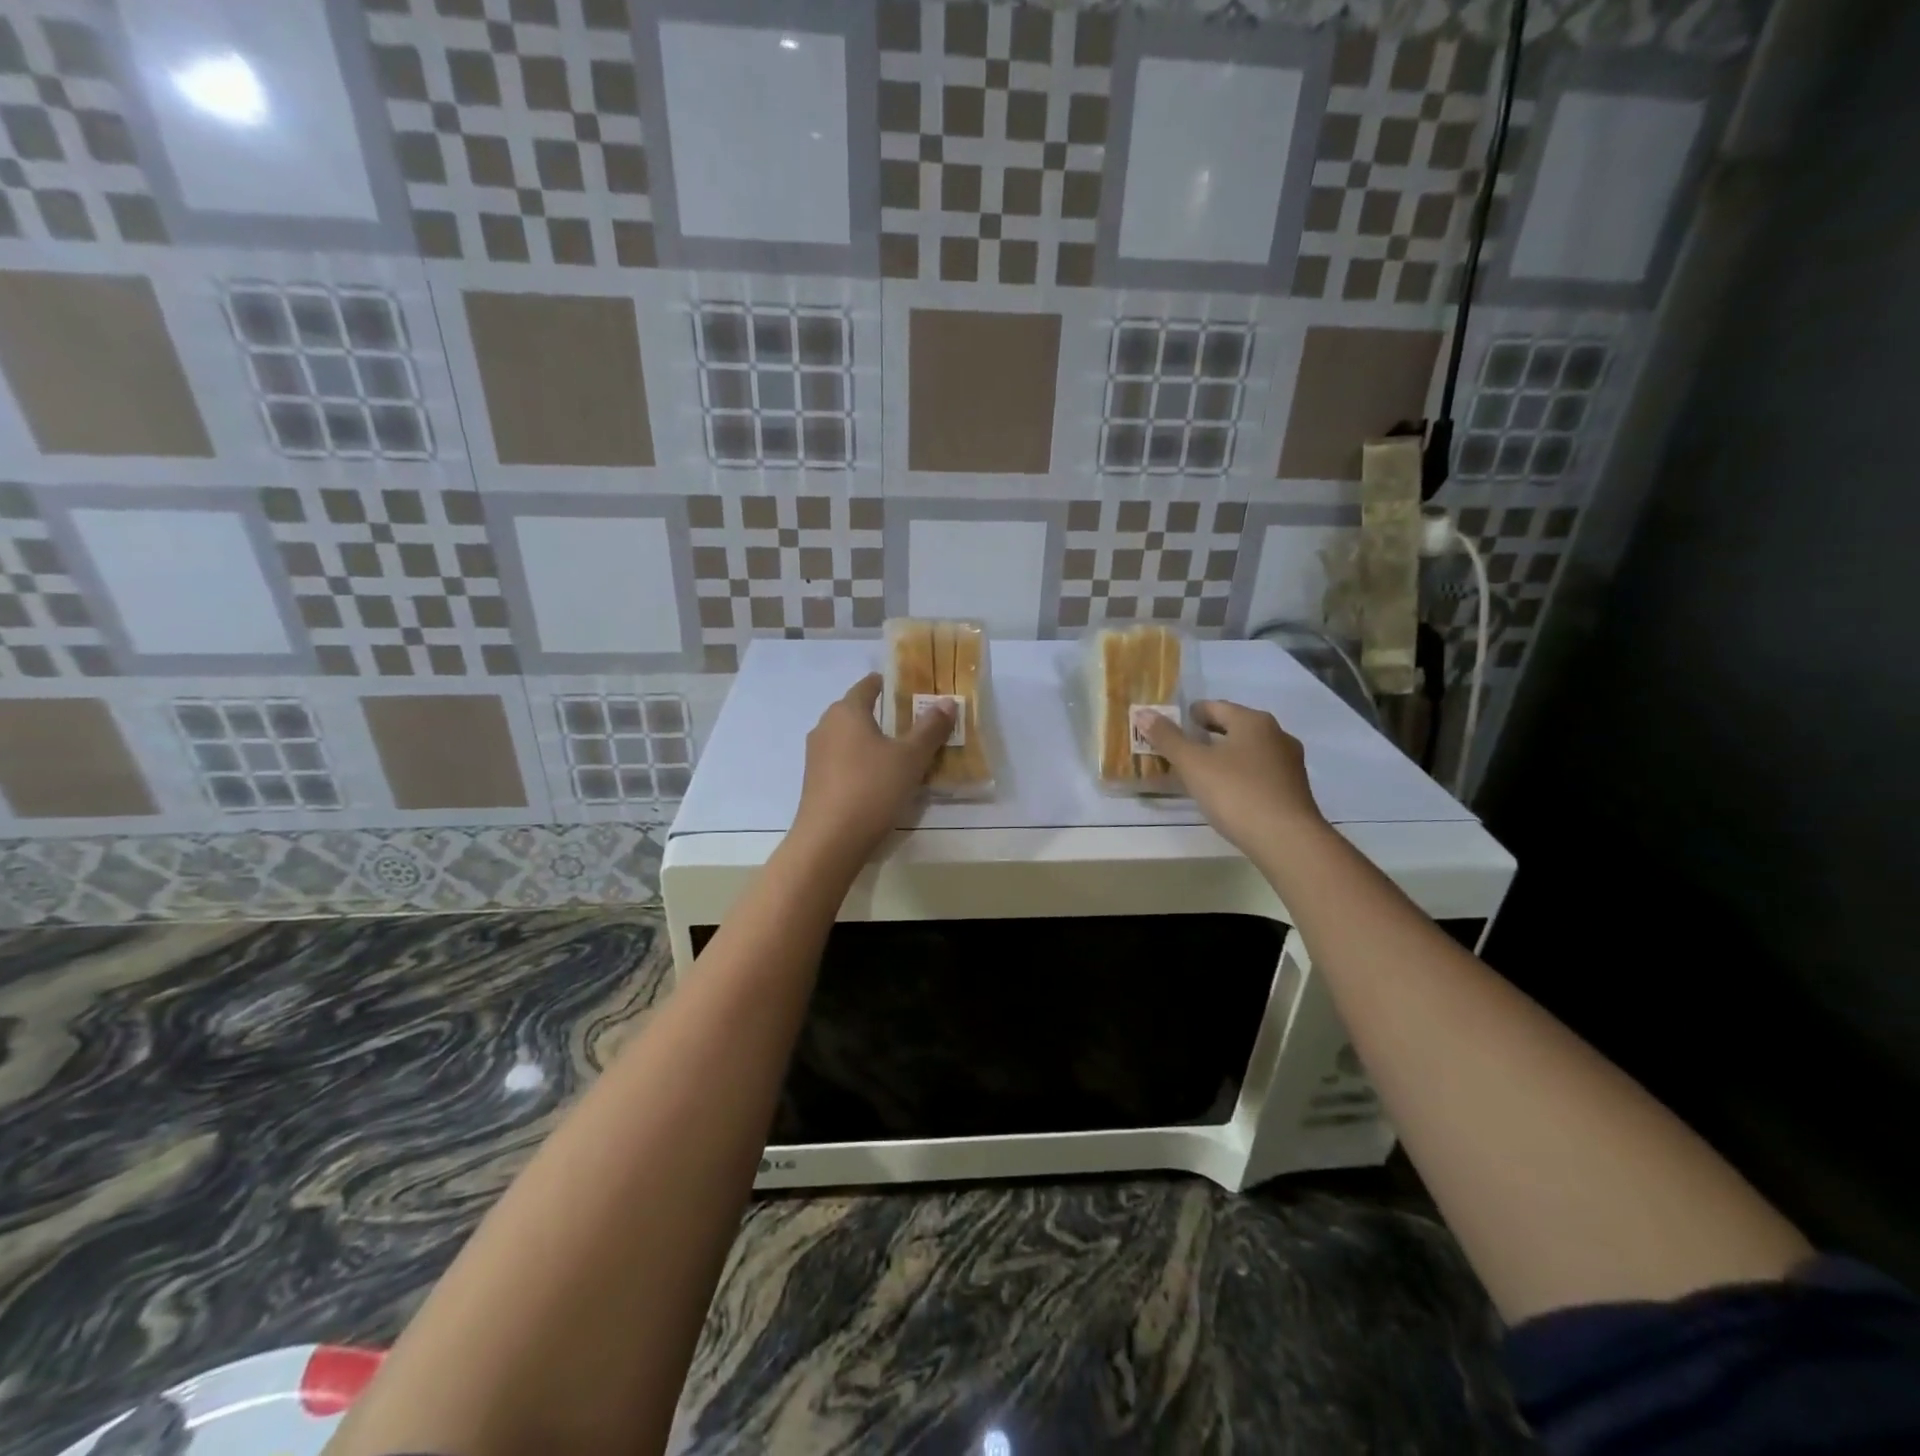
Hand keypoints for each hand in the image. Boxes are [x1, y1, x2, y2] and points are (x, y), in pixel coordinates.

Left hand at [791, 673, 953, 863]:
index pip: (868, 686)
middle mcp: (825, 727)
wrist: (829, 840)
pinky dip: (860, 762)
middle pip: (856, 711)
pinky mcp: (814, 782)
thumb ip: (930, 729)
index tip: (909, 689)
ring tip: (899, 753)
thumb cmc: (872, 788)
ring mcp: (816, 756)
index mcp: (846, 711)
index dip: (888, 684)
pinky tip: (878, 779)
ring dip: (871, 741)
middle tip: (913, 723)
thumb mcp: (910, 758)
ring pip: (849, 738)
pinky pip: (842, 761)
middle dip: (882, 714)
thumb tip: (947, 702)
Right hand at [1140, 700, 1327, 857]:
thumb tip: (1144, 713)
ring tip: (1201, 772)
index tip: (1173, 726)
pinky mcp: (1293, 789)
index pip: (1215, 707)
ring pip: (1248, 751)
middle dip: (1207, 736)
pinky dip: (1240, 774)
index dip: (1191, 714)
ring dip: (1225, 756)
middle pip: (1234, 727)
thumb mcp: (1193, 764)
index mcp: (1253, 721)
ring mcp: (1289, 763)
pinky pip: (1259, 772)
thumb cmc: (1236, 793)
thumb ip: (1167, 738)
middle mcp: (1276, 734)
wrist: (1286, 839)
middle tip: (1182, 749)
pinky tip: (1227, 792)